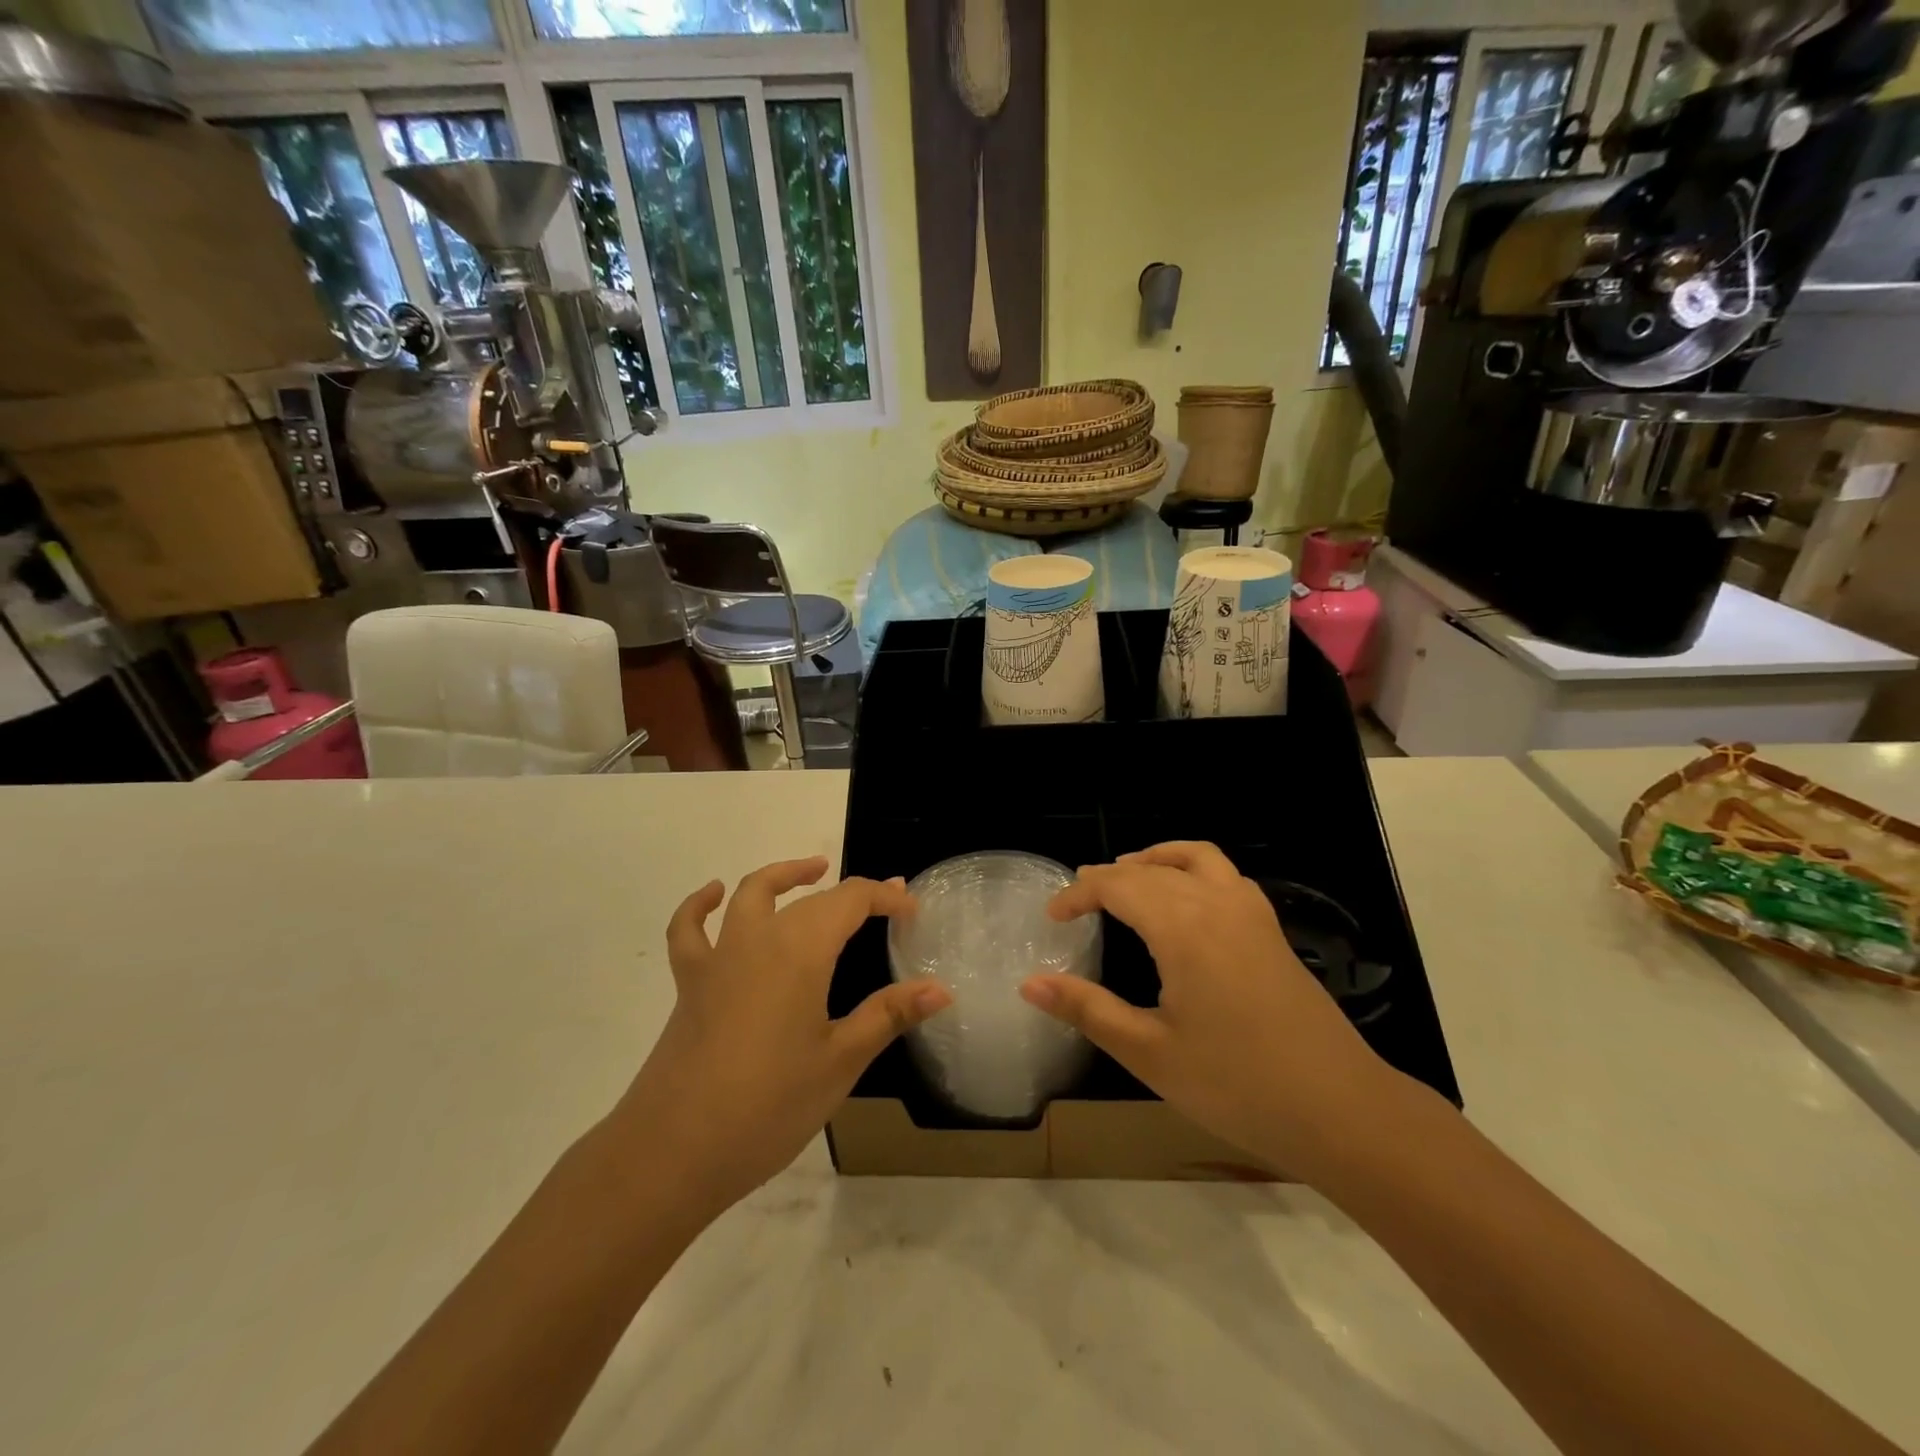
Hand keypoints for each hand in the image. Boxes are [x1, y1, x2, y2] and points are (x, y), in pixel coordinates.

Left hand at [612, 857, 950, 1216]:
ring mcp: (718, 958)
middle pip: (811, 899)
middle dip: (852, 894)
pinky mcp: (690, 983)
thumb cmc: (768, 1106)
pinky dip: (701, 905)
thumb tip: (941, 989)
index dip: (885, 897)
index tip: (912, 910)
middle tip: (885, 903)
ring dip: (785, 876)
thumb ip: (889, 1015)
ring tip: (813, 871)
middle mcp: (758, 939)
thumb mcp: (840, 1061)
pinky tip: (713, 895)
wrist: (672, 1152)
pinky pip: (690, 930)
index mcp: (801, 951)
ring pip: (752, 894)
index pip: (851, 901)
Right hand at [1021, 841, 1394, 1179]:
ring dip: (1156, 860)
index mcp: (1183, 928)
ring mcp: (1252, 914)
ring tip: (1128, 876)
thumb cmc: (1238, 1086)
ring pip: (1196, 859)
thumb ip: (1088, 1010)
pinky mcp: (1272, 932)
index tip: (1052, 917)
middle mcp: (1217, 904)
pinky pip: (1226, 876)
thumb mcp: (1150, 1053)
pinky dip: (1194, 870)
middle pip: (1152, 870)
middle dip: (1109, 877)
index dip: (1079, 894)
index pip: (1118, 886)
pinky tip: (1188, 903)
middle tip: (1078, 899)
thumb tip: (1030, 984)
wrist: (1342, 1111)